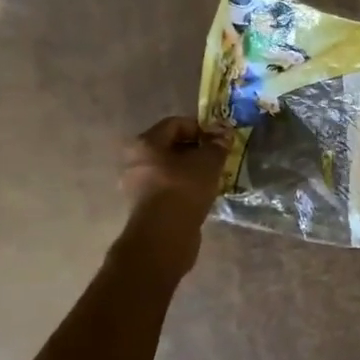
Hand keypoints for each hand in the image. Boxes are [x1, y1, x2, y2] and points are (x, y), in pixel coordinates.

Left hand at [118, 117, 231, 270]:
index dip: (201, 128)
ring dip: (190, 171)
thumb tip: (224, 134)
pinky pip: (167, 189)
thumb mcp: (208, 162)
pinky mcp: (144, 207)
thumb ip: (217, 145)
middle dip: (196, 150)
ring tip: (212, 179)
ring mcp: (137, 186)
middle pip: (170, 147)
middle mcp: (135, 161)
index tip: (219, 141)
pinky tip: (201, 196)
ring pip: (169, 169)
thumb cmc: (183, 189)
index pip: (176, 124)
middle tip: (217, 159)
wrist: (164, 236)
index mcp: (145, 143)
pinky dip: (184, 188)